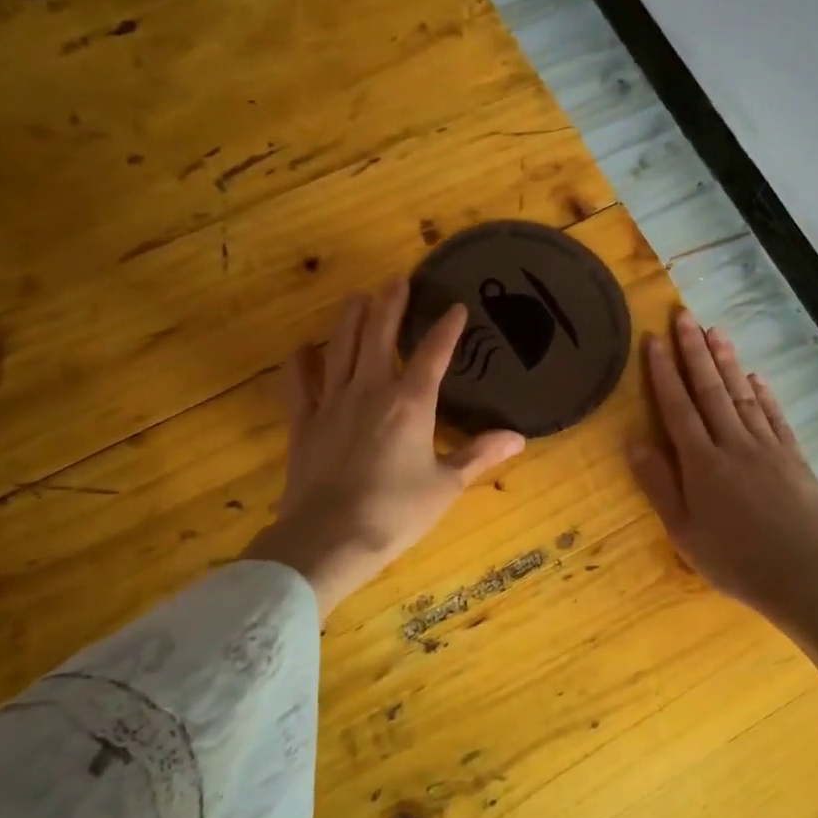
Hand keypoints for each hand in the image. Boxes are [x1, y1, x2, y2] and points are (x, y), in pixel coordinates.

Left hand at [244, 281, 525, 612]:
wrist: (329, 537)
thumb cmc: (396, 512)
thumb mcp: (446, 486)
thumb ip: (479, 455)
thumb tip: (518, 437)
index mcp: (411, 402)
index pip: (433, 353)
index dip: (447, 328)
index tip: (456, 307)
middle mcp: (371, 390)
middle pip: (379, 335)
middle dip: (391, 305)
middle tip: (398, 280)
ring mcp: (332, 402)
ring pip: (341, 348)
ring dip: (351, 319)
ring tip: (358, 297)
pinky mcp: (303, 422)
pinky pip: (299, 383)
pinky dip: (301, 363)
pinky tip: (303, 349)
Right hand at [629, 310, 817, 622]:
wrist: (804, 575)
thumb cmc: (734, 560)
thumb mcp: (683, 531)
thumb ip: (659, 484)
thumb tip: (634, 441)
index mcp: (701, 463)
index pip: (677, 407)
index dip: (664, 372)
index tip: (655, 339)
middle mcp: (733, 444)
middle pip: (710, 390)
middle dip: (695, 351)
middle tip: (685, 316)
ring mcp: (767, 448)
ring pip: (742, 395)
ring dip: (728, 362)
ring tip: (716, 332)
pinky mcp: (793, 457)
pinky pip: (775, 417)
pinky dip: (763, 394)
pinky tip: (755, 378)